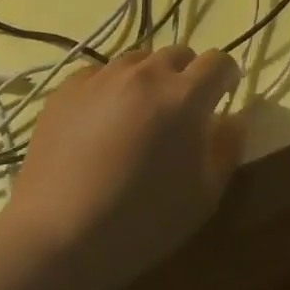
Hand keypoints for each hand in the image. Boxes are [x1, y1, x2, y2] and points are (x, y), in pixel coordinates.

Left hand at [2, 47, 242, 289]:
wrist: (57, 236)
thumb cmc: (142, 222)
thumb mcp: (204, 196)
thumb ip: (226, 148)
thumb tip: (232, 118)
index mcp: (185, 95)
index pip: (218, 61)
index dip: (226, 76)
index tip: (223, 96)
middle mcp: (145, 73)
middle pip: (178, 54)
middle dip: (187, 75)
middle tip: (179, 111)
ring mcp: (102, 76)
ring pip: (137, 60)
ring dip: (148, 78)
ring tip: (138, 115)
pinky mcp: (67, 88)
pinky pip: (99, 74)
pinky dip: (110, 88)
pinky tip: (100, 123)